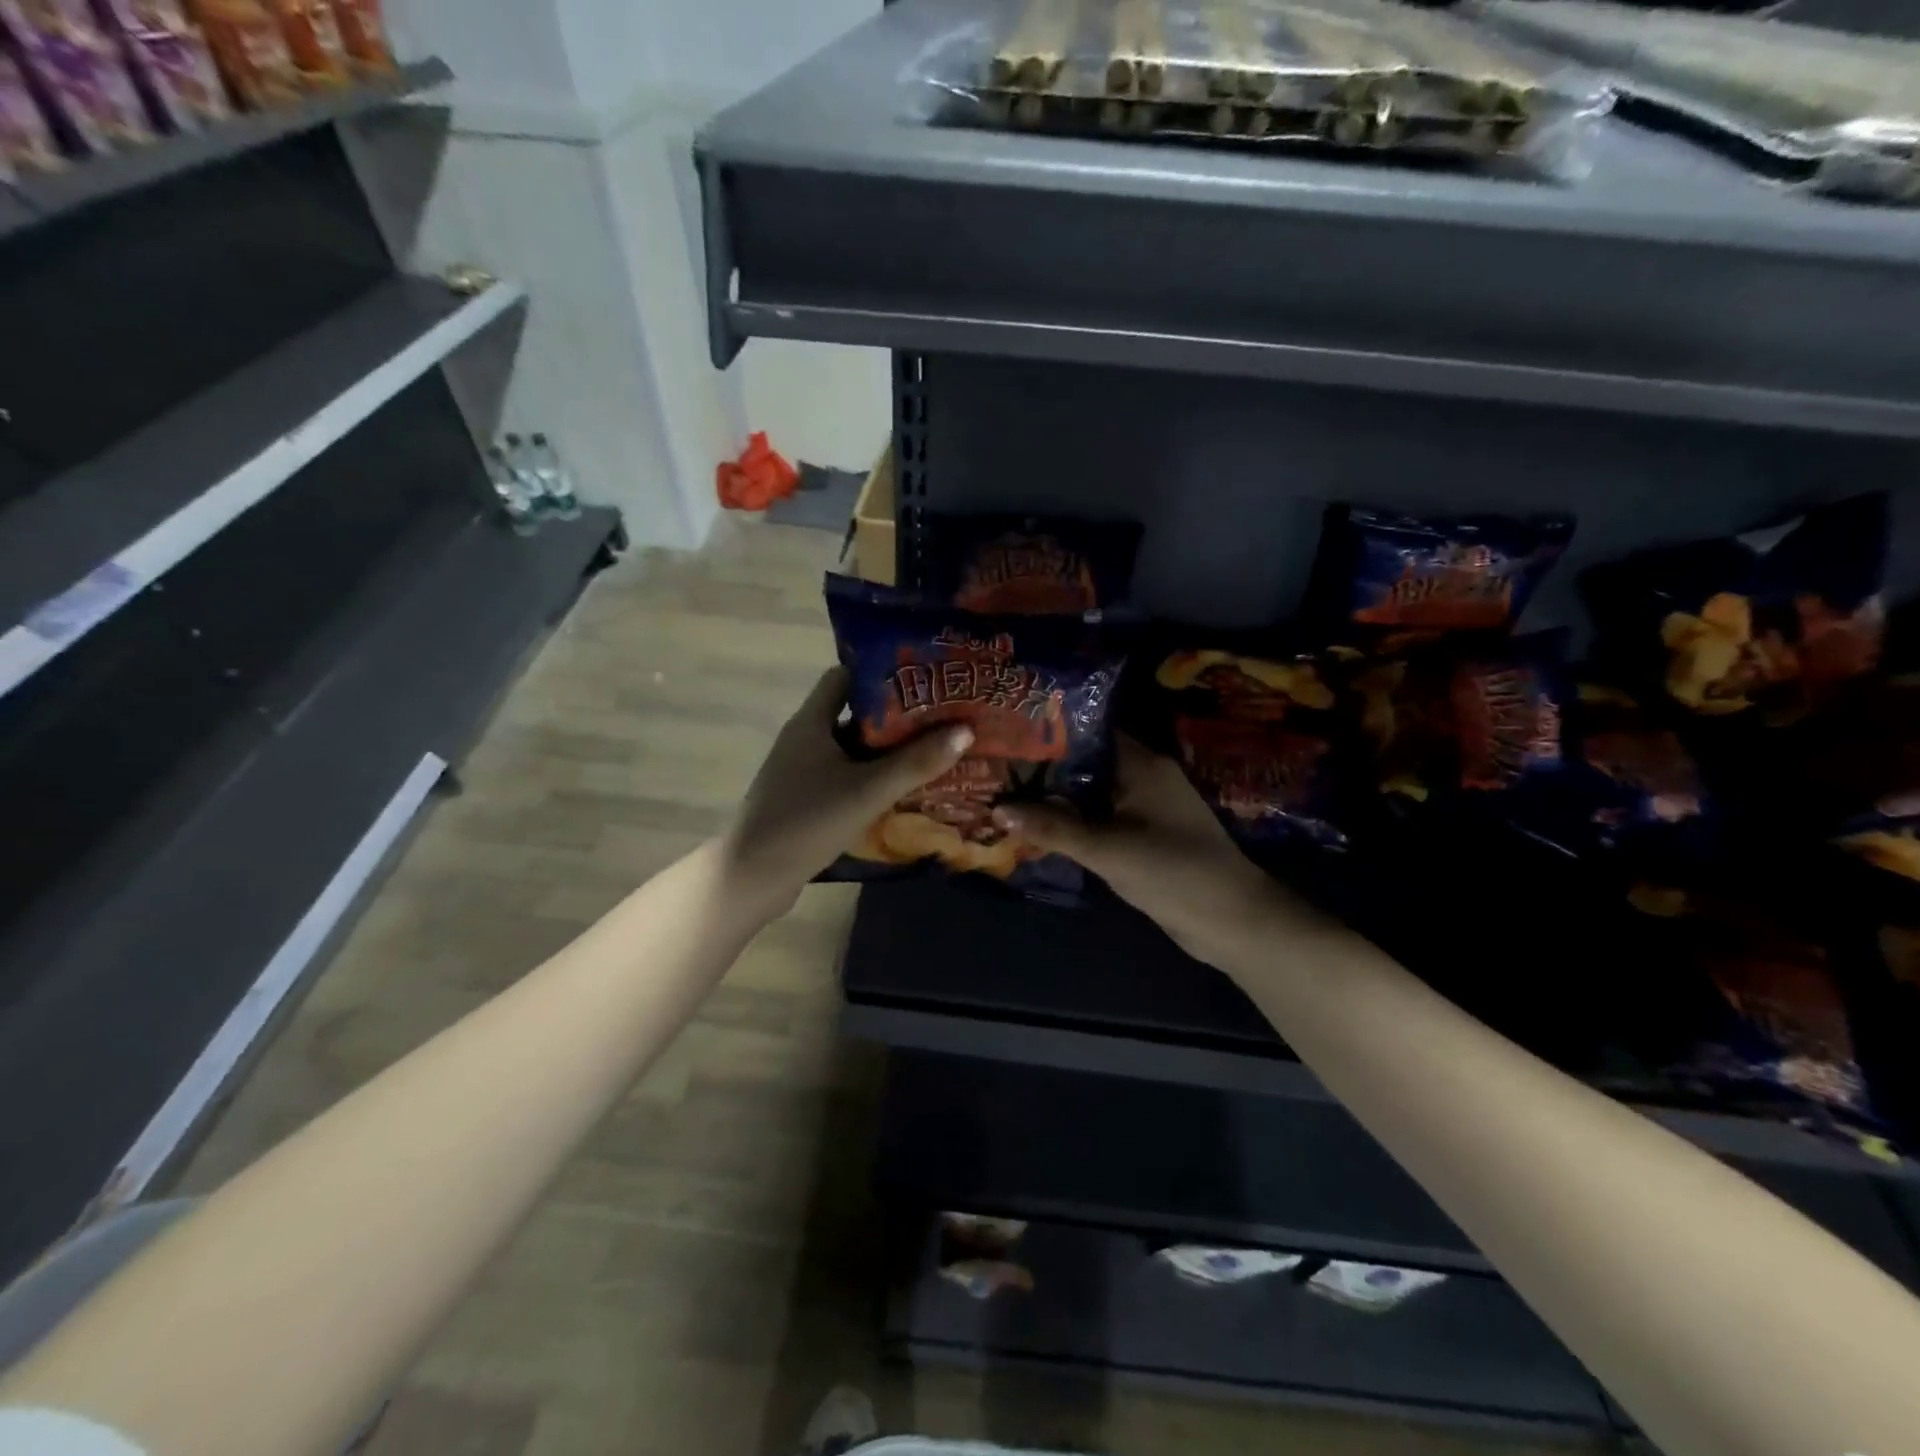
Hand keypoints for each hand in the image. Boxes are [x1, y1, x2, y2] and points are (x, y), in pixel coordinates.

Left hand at [722, 667, 971, 917]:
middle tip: (942, 716)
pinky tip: (905, 788)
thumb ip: (916, 762)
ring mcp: (803, 770)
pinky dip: (873, 776)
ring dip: (888, 749)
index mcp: (811, 721)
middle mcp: (805, 738)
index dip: (883, 673)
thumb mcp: (867, 790)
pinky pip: (847, 775)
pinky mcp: (806, 798)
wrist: (753, 877)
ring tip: (934, 748)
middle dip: (897, 715)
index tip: (924, 678)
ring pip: (853, 748)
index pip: (846, 677)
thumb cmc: (808, 822)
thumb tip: (965, 730)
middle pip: (854, 713)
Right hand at [995, 737, 1296, 968]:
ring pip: (1092, 793)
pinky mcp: (1147, 834)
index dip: (1047, 733)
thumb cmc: (1172, 872)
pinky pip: (1102, 817)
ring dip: (1058, 798)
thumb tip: (998, 809)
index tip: (1007, 736)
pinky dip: (1075, 821)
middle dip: (1045, 769)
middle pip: (1086, 762)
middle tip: (997, 769)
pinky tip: (1041, 827)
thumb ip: (1053, 829)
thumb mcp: (1107, 850)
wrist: (1232, 921)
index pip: (1087, 732)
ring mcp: (1147, 807)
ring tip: (1007, 794)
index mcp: (1142, 763)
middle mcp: (1145, 776)